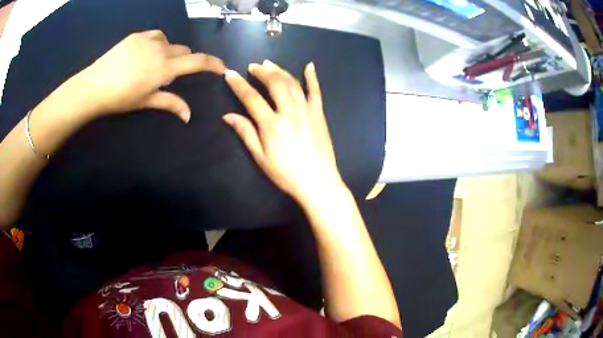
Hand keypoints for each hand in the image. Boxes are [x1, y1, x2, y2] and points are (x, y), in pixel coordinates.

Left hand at [75, 30, 223, 121]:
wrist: (94, 86)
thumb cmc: (120, 98)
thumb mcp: (146, 102)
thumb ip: (169, 103)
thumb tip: (189, 116)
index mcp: (165, 68)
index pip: (196, 62)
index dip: (212, 63)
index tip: (221, 67)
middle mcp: (161, 49)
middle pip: (183, 51)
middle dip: (184, 61)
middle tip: (171, 74)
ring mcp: (148, 40)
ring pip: (170, 42)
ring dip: (170, 52)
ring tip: (156, 63)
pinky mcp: (137, 35)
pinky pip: (156, 35)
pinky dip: (158, 43)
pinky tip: (147, 52)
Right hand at [223, 60, 344, 202]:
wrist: (318, 183)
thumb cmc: (286, 174)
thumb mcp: (261, 158)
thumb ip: (246, 133)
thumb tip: (228, 116)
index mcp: (272, 125)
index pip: (251, 98)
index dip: (238, 84)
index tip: (230, 73)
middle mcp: (290, 112)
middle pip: (275, 83)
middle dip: (262, 72)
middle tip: (253, 67)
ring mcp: (307, 111)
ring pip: (293, 84)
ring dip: (280, 70)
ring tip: (270, 64)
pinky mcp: (320, 115)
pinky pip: (316, 92)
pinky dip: (312, 78)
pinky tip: (309, 66)